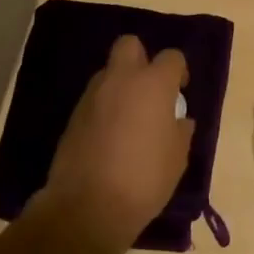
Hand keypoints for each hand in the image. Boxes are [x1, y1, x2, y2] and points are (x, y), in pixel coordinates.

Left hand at [39, 34, 193, 253]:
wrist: (86, 208)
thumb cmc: (144, 179)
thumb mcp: (177, 158)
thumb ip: (181, 131)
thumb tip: (179, 121)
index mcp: (153, 84)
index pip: (172, 57)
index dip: (179, 71)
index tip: (180, 92)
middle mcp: (121, 80)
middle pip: (129, 45)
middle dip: (141, 59)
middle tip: (149, 89)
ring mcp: (92, 96)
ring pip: (108, 73)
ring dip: (120, 85)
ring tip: (129, 117)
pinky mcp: (72, 117)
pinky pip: (94, 100)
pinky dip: (104, 108)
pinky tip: (110, 136)